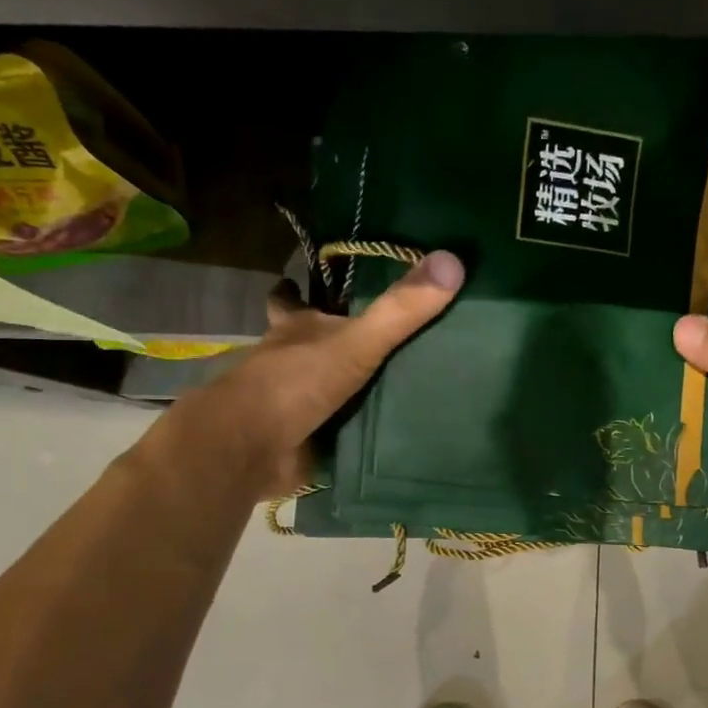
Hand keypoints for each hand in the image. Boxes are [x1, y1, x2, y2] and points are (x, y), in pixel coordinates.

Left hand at [174, 251, 464, 496]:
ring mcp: (294, 402)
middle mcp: (290, 361)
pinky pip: (337, 428)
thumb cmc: (297, 381)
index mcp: (296, 329)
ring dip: (352, 387)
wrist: (254, 447)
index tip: (313, 283)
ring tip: (403, 383)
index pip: (291, 300)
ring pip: (325, 386)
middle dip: (334, 341)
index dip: (298, 291)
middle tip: (381, 338)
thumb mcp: (356, 340)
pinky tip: (391, 431)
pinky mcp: (304, 438)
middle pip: (310, 344)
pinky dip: (357, 428)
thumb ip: (400, 309)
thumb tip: (453, 260)